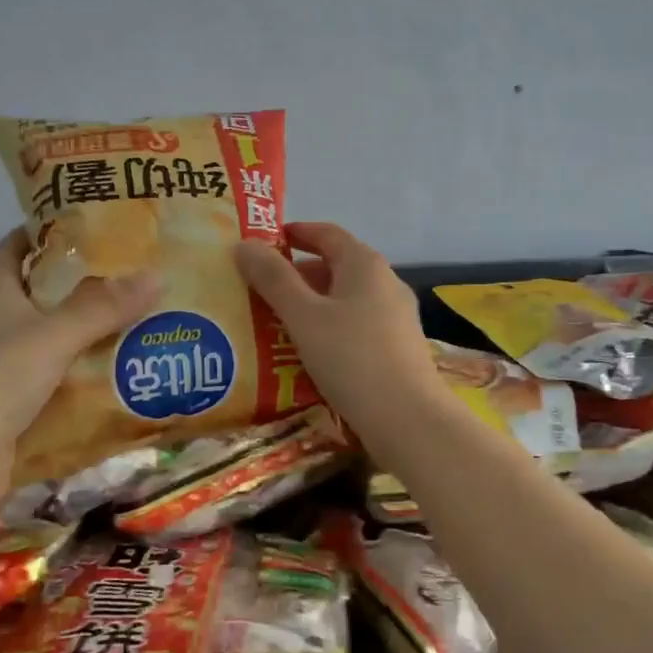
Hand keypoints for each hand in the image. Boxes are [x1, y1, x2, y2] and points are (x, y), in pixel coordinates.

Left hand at [0, 229, 159, 517]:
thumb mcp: (52, 336)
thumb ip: (102, 307)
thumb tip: (156, 275)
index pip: (12, 249)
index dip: (40, 232)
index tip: (84, 222)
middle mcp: (2, 325)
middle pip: (45, 292)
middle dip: (85, 281)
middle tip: (135, 270)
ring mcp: (12, 366)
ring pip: (60, 336)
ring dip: (95, 329)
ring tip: (145, 315)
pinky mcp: (25, 402)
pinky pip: (67, 376)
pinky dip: (93, 371)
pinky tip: (129, 368)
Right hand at [233, 222, 443, 437]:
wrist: (408, 419)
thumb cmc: (352, 358)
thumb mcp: (304, 316)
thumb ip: (273, 279)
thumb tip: (244, 244)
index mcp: (364, 264)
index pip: (326, 233)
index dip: (295, 233)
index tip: (264, 242)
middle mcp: (386, 282)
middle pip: (336, 266)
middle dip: (297, 274)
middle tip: (259, 289)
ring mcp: (396, 315)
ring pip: (345, 299)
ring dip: (312, 305)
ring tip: (276, 323)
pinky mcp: (398, 347)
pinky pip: (356, 325)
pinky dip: (330, 328)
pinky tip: (309, 353)